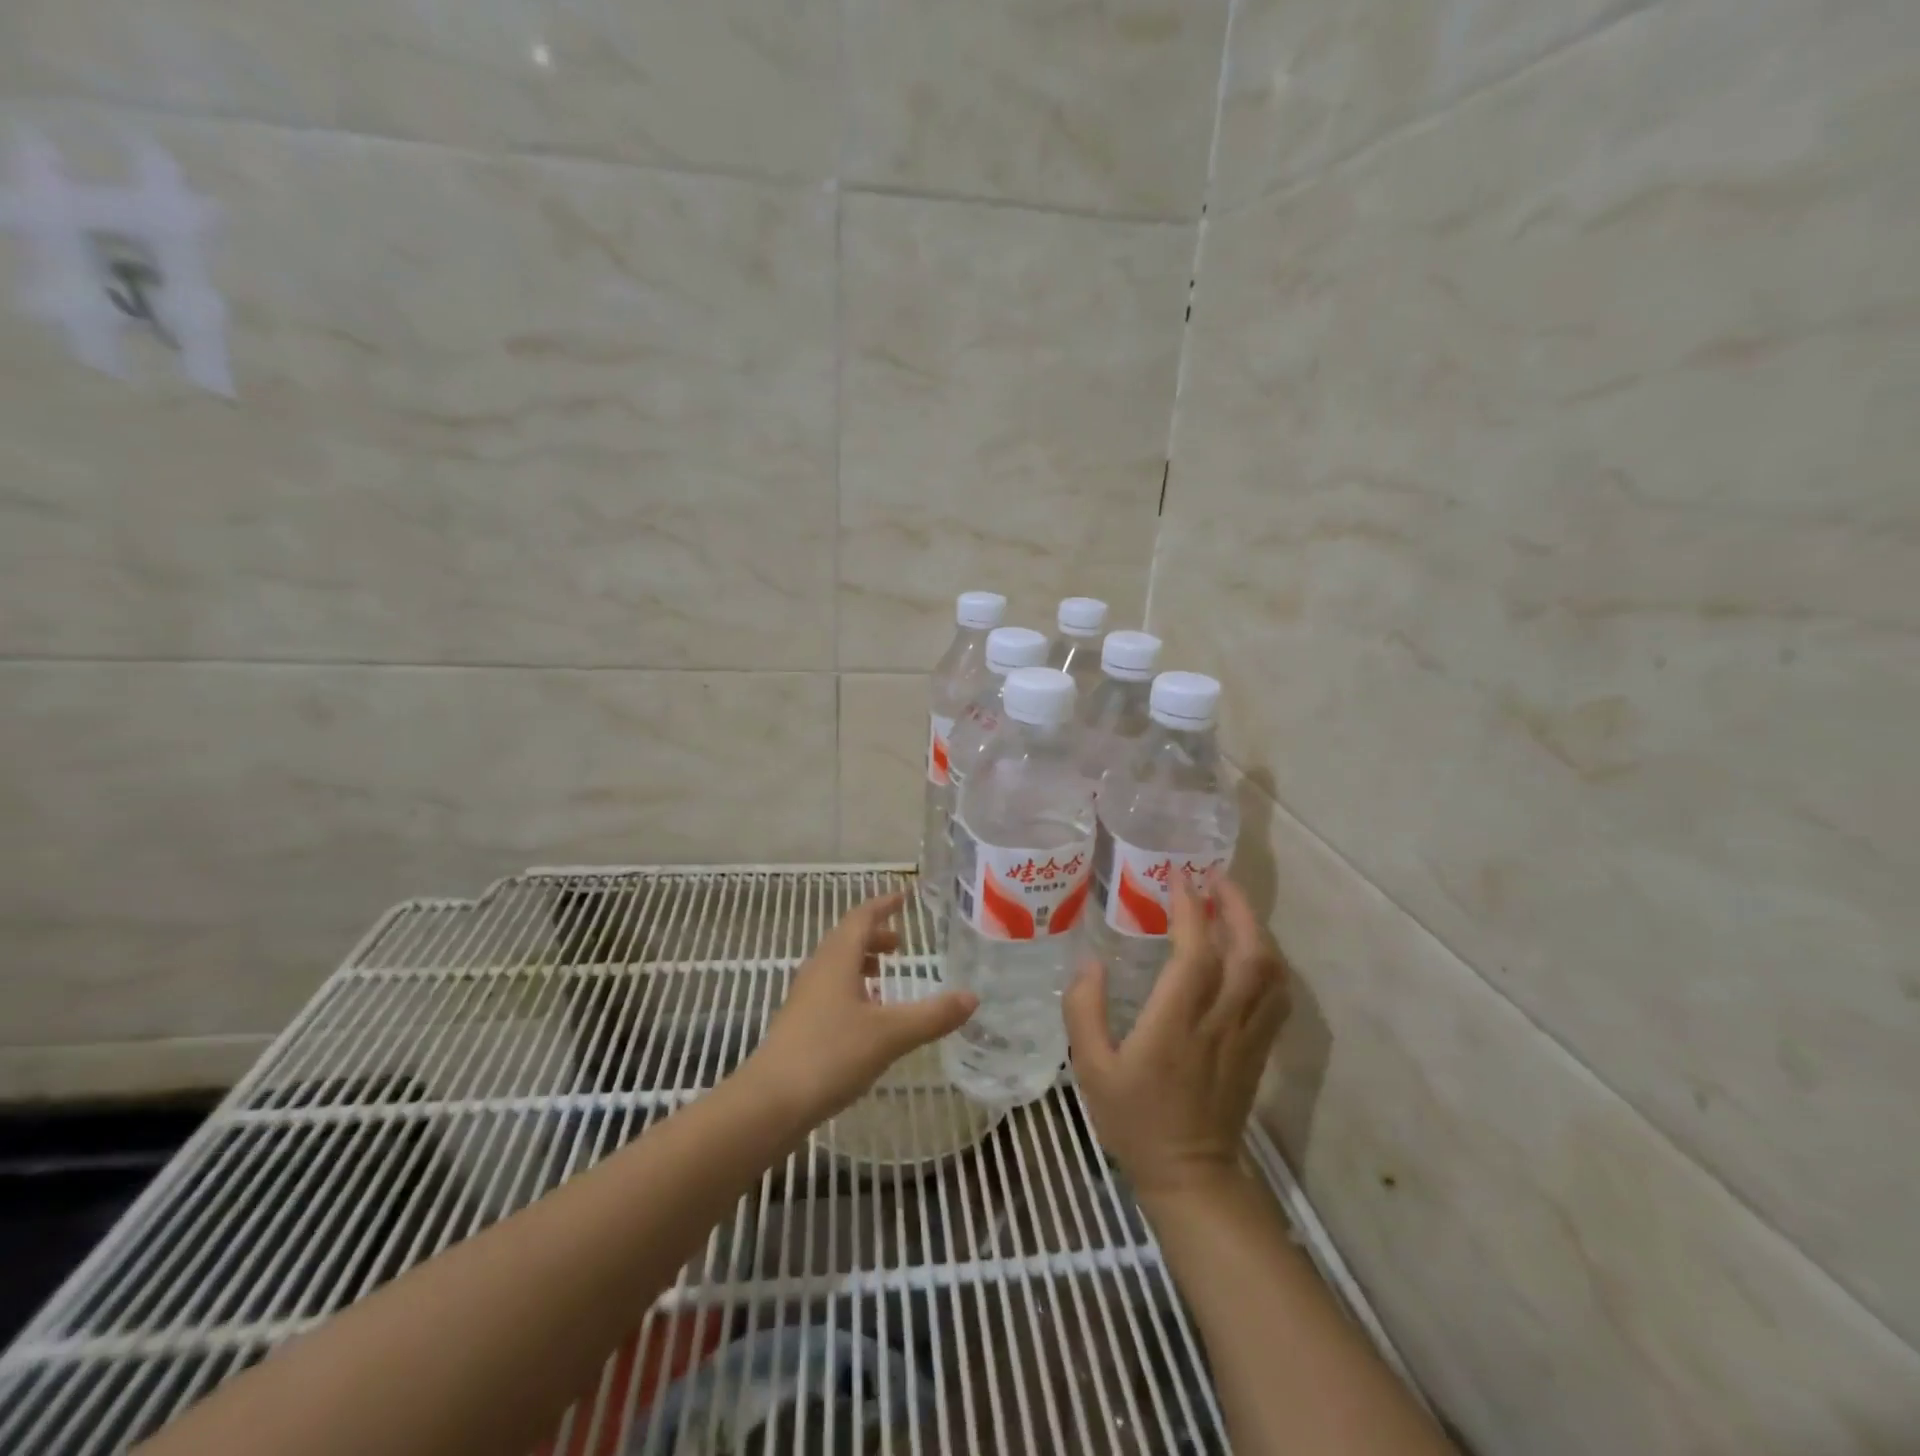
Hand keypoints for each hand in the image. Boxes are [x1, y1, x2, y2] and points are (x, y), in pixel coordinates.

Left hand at [750, 891, 976, 1121]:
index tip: (905, 896)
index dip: (884, 904)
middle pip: (847, 940)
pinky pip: (830, 992)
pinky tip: (867, 1018)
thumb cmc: (829, 1055)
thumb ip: (932, 1015)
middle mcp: (818, 971)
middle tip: (901, 944)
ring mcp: (805, 999)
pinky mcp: (799, 1026)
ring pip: (837, 967)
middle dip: (875, 936)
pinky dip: (852, 991)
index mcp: (836, 960)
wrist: (769, 1103)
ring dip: (862, 964)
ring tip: (886, 977)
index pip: (862, 917)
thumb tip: (972, 997)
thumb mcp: (890, 1034)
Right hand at [1064, 873, 1289, 1201]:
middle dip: (1237, 908)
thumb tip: (1090, 962)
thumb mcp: (1090, 1068)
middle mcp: (1219, 1024)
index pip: (1196, 956)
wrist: (1190, 1176)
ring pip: (1270, 973)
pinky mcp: (1260, 1049)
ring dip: (1256, 930)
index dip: (1191, 912)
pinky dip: (1269, 962)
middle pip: (1249, 955)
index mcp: (1175, 1026)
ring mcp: (1246, 1037)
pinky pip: (1277, 997)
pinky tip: (1250, 949)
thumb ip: (1084, 1011)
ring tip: (1231, 905)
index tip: (1178, 880)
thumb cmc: (1134, 1119)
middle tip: (1215, 878)